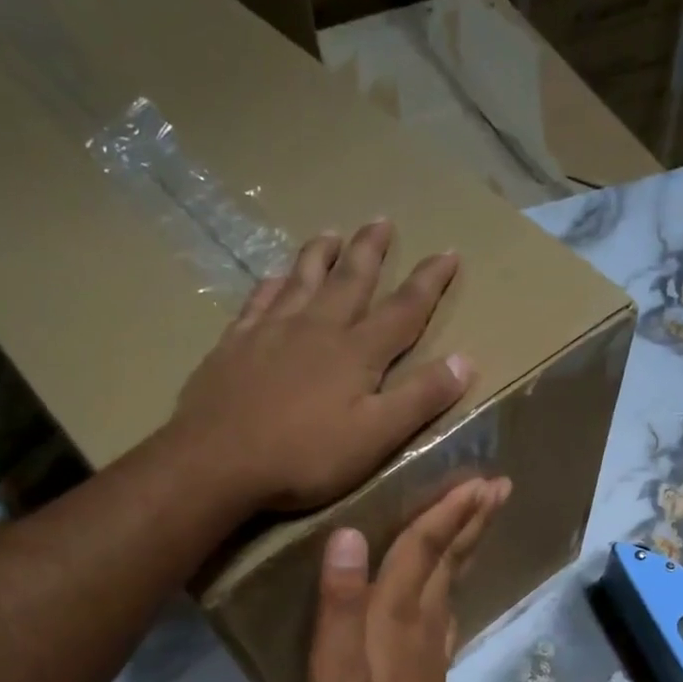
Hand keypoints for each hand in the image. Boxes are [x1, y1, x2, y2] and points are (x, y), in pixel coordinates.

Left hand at [169, 222, 471, 511]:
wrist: (217, 460)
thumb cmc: (304, 456)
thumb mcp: (375, 436)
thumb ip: (419, 399)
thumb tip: (465, 361)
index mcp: (356, 353)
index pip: (403, 310)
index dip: (428, 282)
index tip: (448, 252)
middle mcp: (316, 329)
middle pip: (350, 280)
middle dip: (370, 251)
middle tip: (382, 221)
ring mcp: (271, 332)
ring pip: (302, 280)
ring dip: (320, 256)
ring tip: (331, 233)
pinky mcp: (235, 345)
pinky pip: (259, 301)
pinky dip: (272, 284)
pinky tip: (273, 277)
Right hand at [302, 477, 509, 681]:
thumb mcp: (330, 672)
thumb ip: (338, 604)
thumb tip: (349, 536)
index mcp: (396, 616)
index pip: (423, 549)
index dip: (447, 511)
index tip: (477, 478)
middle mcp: (422, 622)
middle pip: (451, 559)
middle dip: (473, 519)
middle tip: (500, 484)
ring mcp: (432, 646)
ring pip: (454, 580)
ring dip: (469, 543)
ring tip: (483, 514)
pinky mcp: (431, 666)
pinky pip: (448, 607)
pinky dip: (456, 580)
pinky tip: (453, 580)